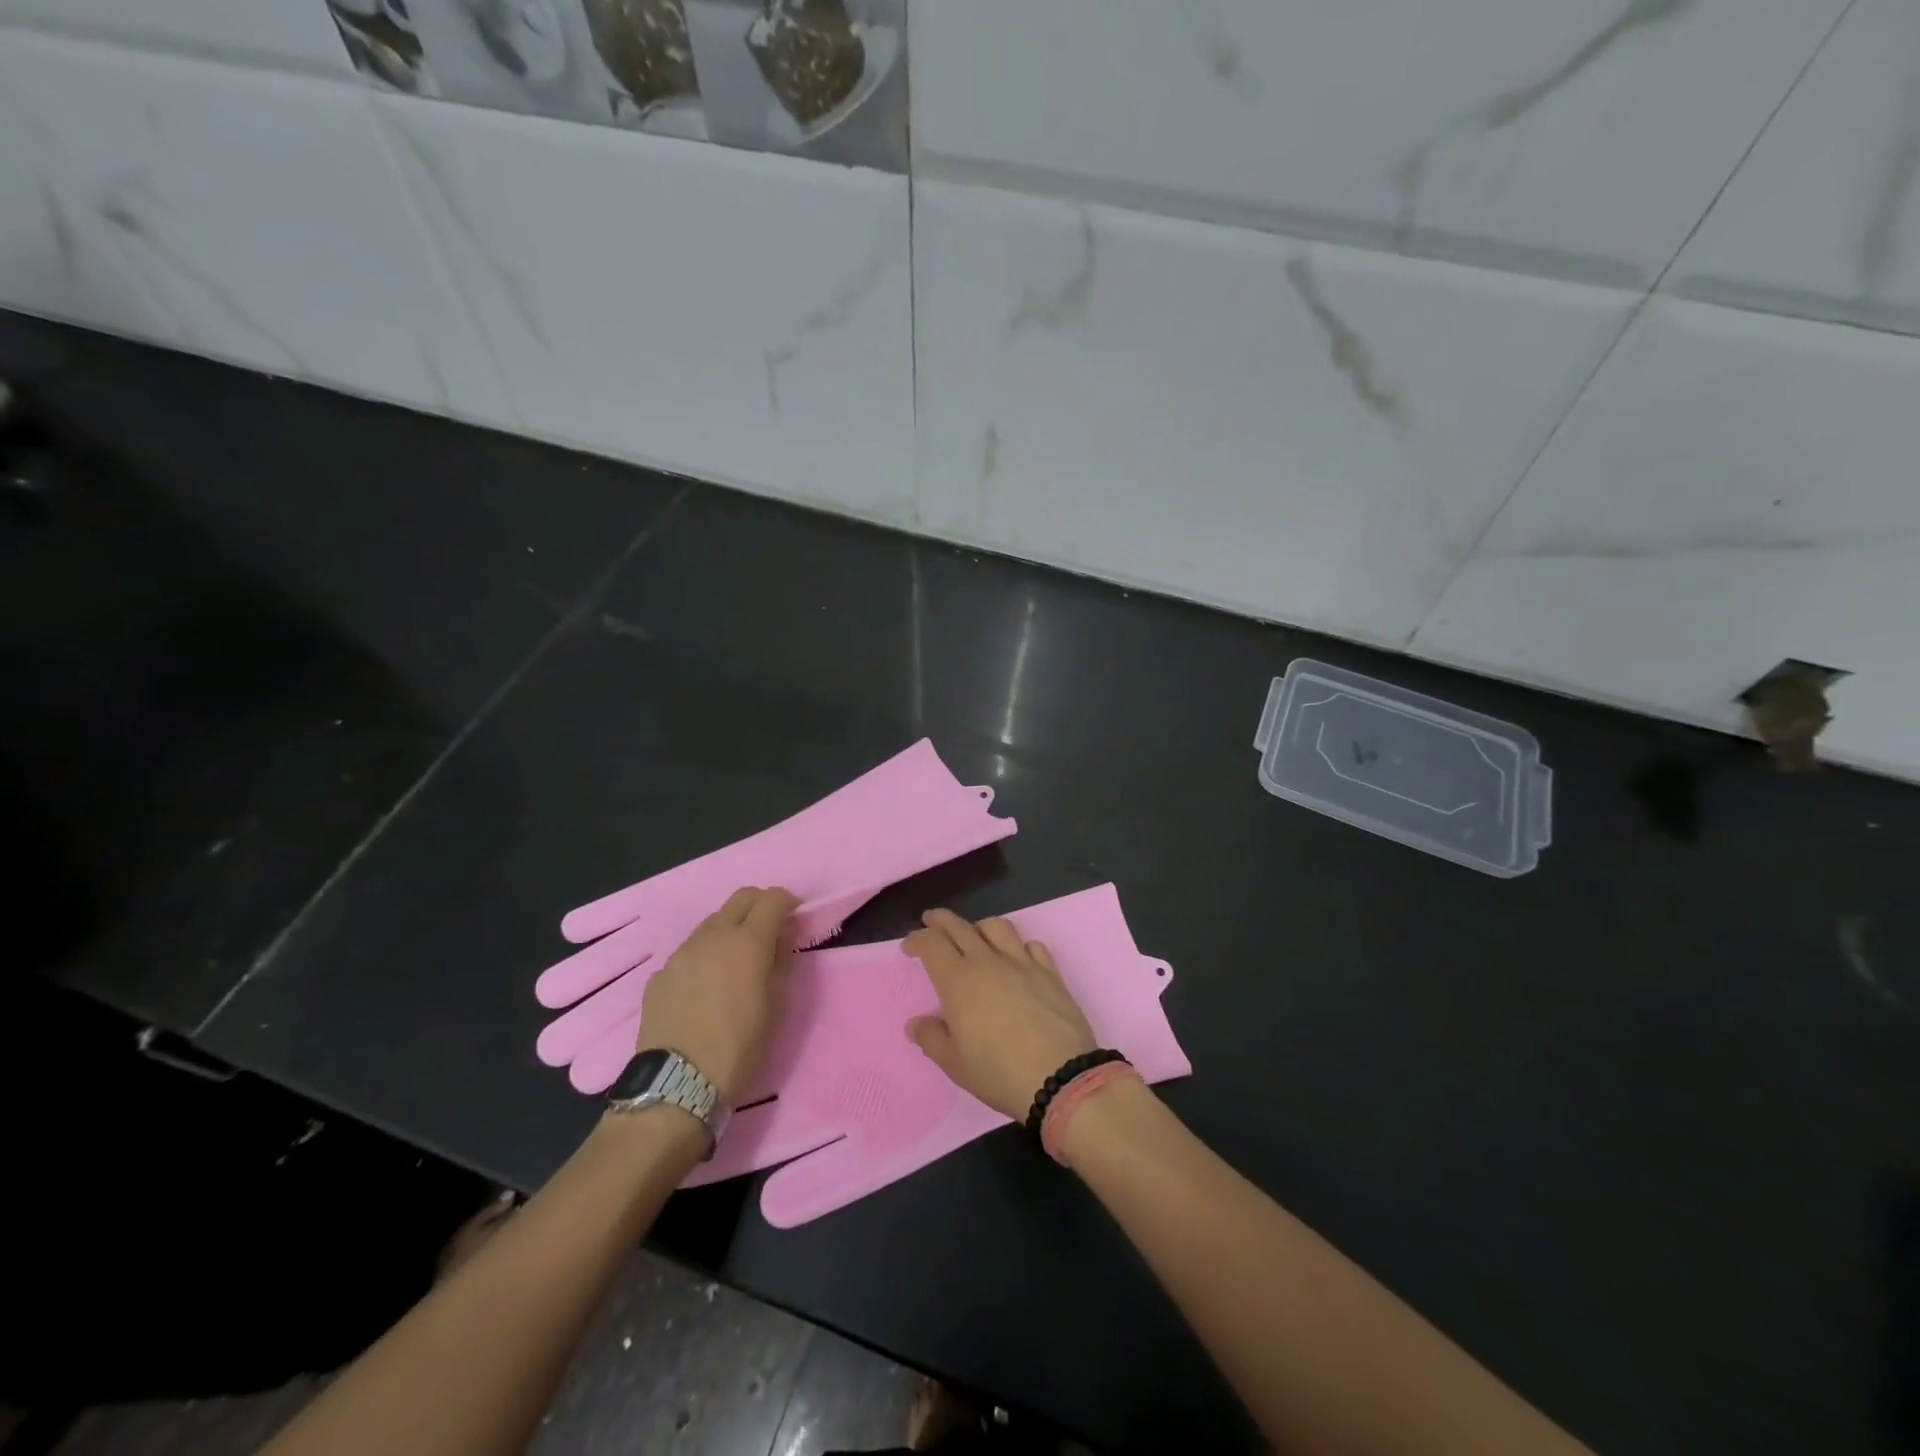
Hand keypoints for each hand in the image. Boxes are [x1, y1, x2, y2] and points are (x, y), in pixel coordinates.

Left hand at [634, 886, 797, 1103]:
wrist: (678, 1084)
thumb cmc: (741, 1047)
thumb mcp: (777, 1006)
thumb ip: (782, 961)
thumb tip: (781, 936)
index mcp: (748, 942)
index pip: (772, 899)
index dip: (787, 902)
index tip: (794, 916)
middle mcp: (713, 936)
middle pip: (741, 898)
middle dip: (760, 904)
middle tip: (770, 928)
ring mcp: (682, 953)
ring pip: (712, 922)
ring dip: (730, 928)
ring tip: (735, 960)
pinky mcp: (660, 974)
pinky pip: (689, 951)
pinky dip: (705, 955)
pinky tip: (705, 986)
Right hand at [903, 909, 1096, 1121]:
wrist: (1060, 1077)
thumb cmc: (999, 1072)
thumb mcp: (955, 1064)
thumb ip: (931, 1038)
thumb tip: (916, 1023)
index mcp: (958, 980)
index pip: (932, 943)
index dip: (917, 939)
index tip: (909, 947)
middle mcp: (988, 961)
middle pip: (960, 927)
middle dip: (940, 921)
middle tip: (931, 921)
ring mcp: (1022, 963)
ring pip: (997, 926)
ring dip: (979, 926)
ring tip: (974, 936)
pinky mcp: (1050, 972)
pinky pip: (1031, 945)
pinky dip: (1018, 945)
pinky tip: (1016, 957)